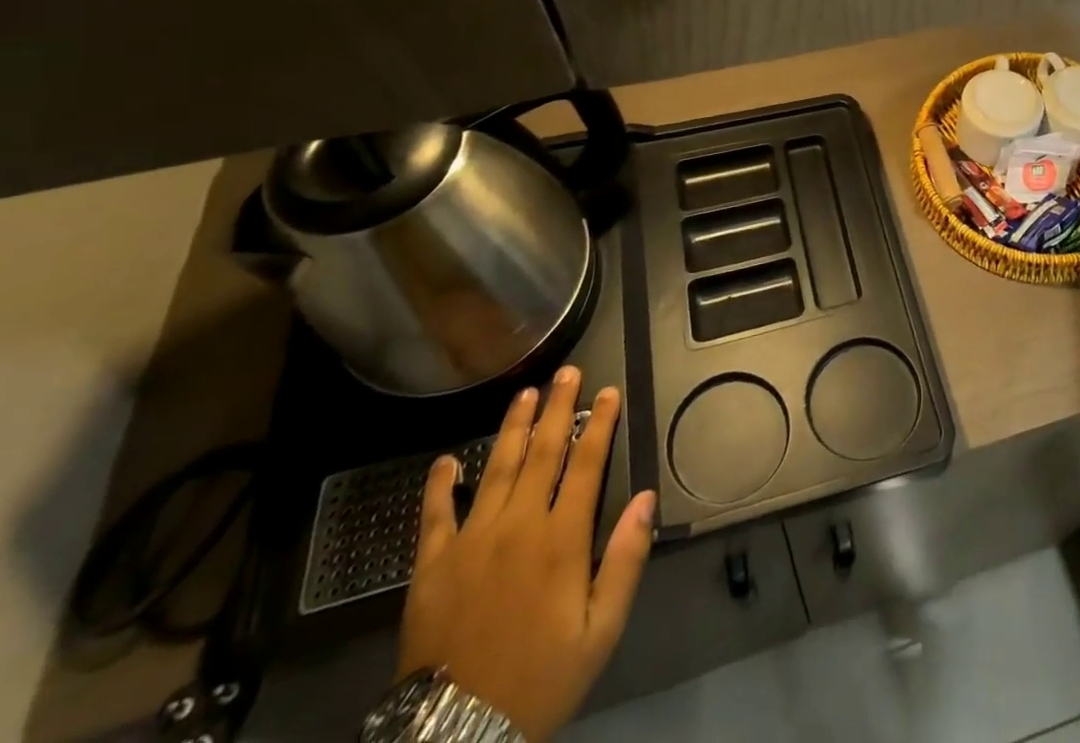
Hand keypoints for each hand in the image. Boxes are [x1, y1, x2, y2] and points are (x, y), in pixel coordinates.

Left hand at [397, 367, 655, 742]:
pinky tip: (446, 459)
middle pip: (542, 452)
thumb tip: (647, 498)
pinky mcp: (432, 565)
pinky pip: (435, 514)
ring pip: (496, 468)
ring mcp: (471, 541)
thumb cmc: (540, 680)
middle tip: (567, 372)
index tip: (608, 392)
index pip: (586, 463)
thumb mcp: (601, 631)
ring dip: (513, 426)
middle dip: (557, 408)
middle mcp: (518, 525)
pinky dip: (439, 484)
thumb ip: (626, 560)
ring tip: (525, 393)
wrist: (456, 735)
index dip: (599, 424)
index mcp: (561, 538)